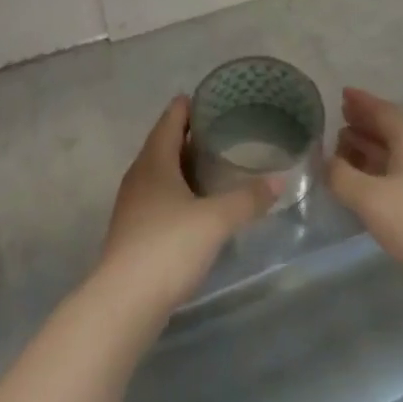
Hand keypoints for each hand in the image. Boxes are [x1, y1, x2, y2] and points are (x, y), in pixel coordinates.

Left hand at [97, 97, 279, 315]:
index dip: (188, 106)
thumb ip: (248, 198)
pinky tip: (199, 205)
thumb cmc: (168, 247)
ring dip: (184, 166)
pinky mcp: (134, 233)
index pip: (170, 120)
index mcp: (154, 162)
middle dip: (190, 135)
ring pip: (161, 173)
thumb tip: (279, 180)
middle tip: (224, 130)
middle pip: (164, 145)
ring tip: (215, 165)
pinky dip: (179, 192)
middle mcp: (139, 177)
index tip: (212, 97)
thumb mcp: (216, 220)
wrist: (123, 304)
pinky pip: (159, 198)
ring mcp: (133, 206)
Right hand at [326, 88, 402, 289]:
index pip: (384, 111)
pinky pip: (398, 172)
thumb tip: (324, 161)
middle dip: (363, 124)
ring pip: (394, 153)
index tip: (341, 94)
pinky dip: (377, 169)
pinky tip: (361, 181)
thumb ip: (341, 176)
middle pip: (390, 130)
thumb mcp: (369, 197)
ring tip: (341, 148)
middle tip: (338, 120)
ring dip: (368, 148)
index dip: (361, 102)